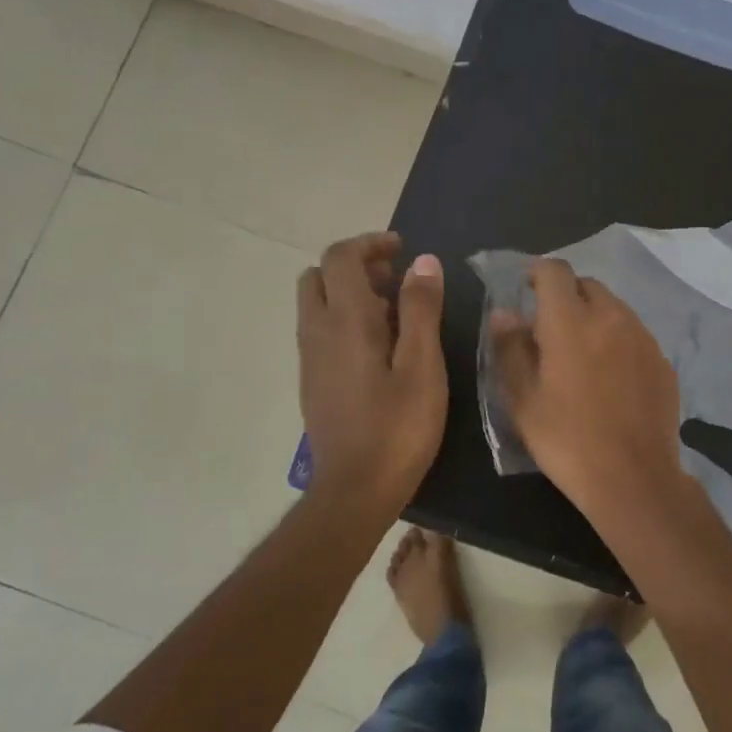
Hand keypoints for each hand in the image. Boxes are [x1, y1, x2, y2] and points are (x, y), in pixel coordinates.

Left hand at [297, 232, 445, 515]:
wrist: (355, 488)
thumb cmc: (398, 427)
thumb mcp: (422, 365)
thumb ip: (420, 309)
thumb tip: (422, 261)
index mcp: (345, 321)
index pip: (340, 258)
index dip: (369, 244)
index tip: (402, 250)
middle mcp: (317, 332)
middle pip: (318, 276)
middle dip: (354, 266)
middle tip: (394, 279)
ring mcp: (309, 358)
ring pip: (316, 304)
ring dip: (349, 294)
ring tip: (394, 313)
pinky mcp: (312, 381)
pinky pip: (320, 331)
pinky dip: (343, 320)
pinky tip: (378, 349)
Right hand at [489, 258, 687, 519]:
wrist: (633, 478)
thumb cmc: (566, 440)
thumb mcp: (523, 399)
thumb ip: (510, 348)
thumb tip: (504, 314)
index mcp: (571, 322)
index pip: (555, 271)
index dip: (537, 273)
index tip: (526, 289)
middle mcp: (612, 317)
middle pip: (587, 285)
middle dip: (566, 296)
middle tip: (550, 328)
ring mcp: (643, 338)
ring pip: (614, 308)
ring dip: (593, 317)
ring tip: (580, 353)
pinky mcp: (662, 361)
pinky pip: (634, 335)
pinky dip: (617, 341)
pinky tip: (610, 377)